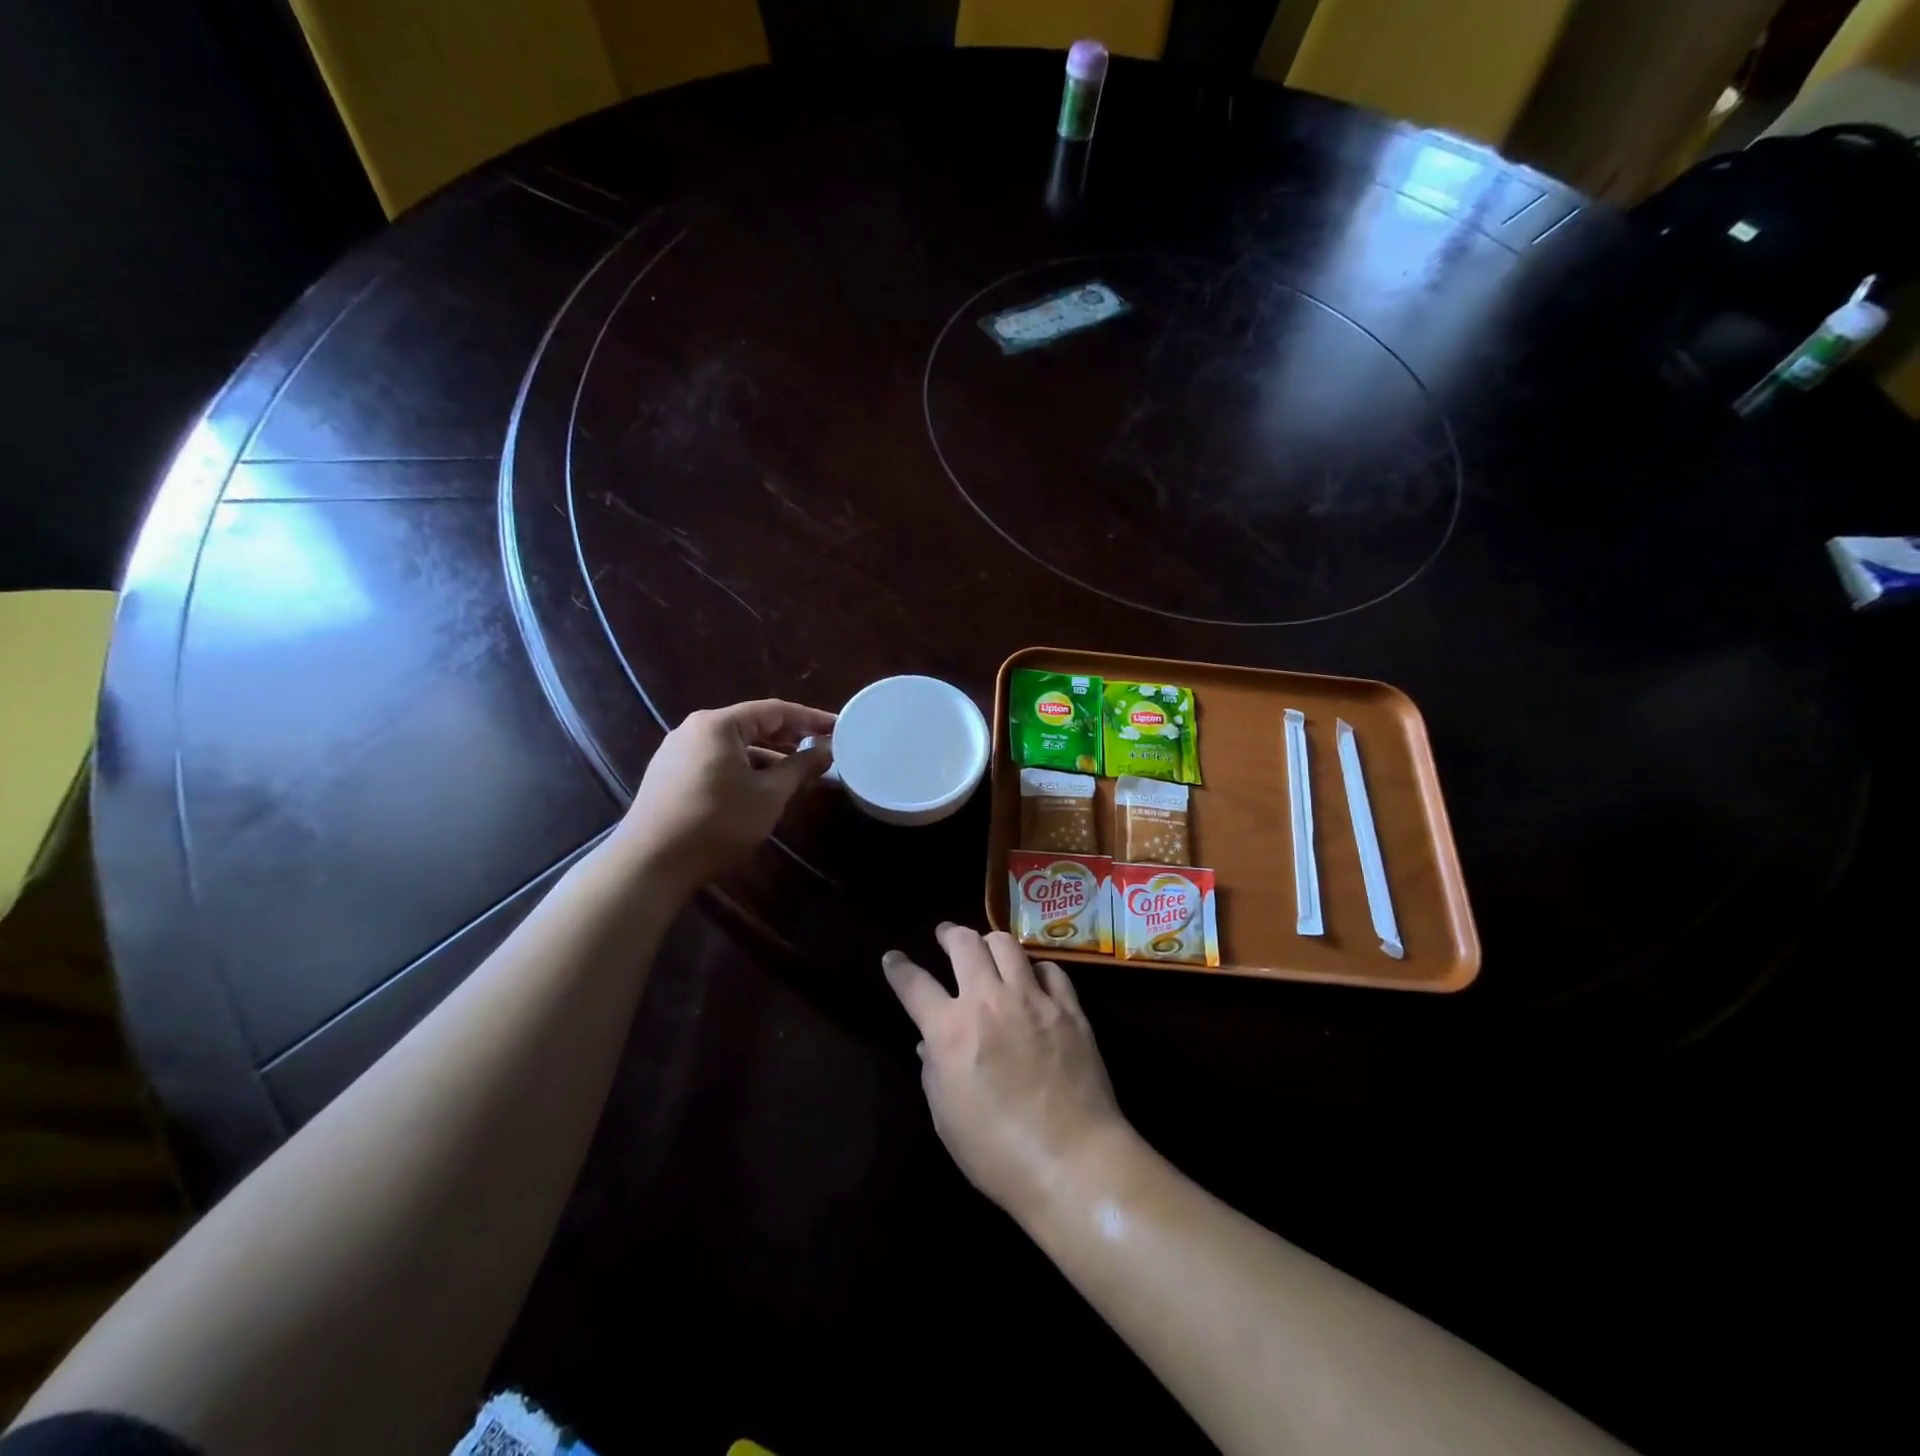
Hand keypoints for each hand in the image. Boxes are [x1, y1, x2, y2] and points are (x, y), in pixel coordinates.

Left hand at [620, 699, 836, 889]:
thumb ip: (800, 768)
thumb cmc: (717, 822)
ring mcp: (677, 753)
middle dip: (789, 737)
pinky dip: (744, 769)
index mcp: (718, 724)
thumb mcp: (768, 796)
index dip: (810, 718)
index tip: (838, 727)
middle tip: (821, 748)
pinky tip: (760, 789)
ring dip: (767, 757)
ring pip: (734, 747)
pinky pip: (716, 762)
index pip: (775, 710)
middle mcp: (694, 730)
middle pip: (752, 725)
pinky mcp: (669, 777)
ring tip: (797, 773)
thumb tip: (826, 751)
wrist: (650, 863)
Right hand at [883, 924, 1129, 1224]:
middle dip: (949, 933)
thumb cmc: (997, 1153)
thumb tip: (928, 1044)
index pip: (914, 984)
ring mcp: (1032, 999)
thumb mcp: (946, 1118)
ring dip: (990, 942)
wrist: (1073, 1161)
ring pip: (1007, 944)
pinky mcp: (1068, 1008)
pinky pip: (1050, 969)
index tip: (892, 957)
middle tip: (945, 935)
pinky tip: (1034, 979)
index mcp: (950, 1030)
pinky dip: (1035, 969)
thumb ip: (933, 1071)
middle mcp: (988, 1001)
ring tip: (988, 948)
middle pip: (964, 944)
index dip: (898, 967)